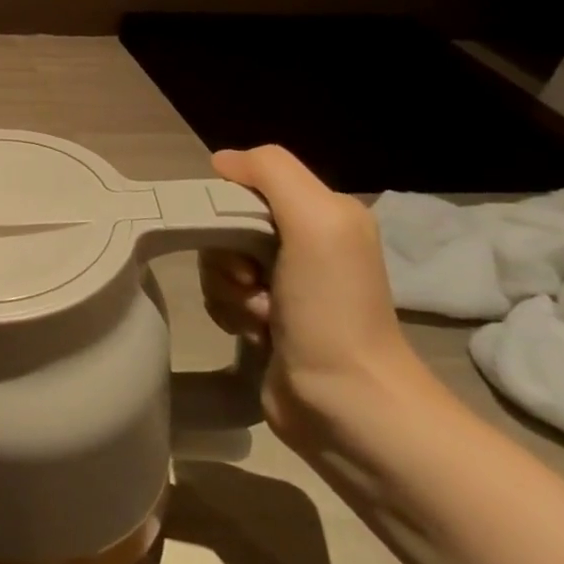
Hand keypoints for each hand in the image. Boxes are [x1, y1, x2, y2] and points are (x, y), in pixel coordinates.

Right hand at [201, 145, 433, 447]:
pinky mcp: (265, 321)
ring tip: (259, 316)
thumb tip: (221, 161)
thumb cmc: (332, 308)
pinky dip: (227, 312)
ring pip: (217, 263)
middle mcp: (305, 245)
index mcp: (323, 215)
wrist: (346, 403)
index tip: (238, 239)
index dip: (228, 208)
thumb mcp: (317, 221)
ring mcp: (285, 286)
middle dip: (225, 255)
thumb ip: (272, 173)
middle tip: (251, 282)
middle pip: (225, 226)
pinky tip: (253, 333)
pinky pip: (219, 297)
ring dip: (226, 289)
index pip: (247, 187)